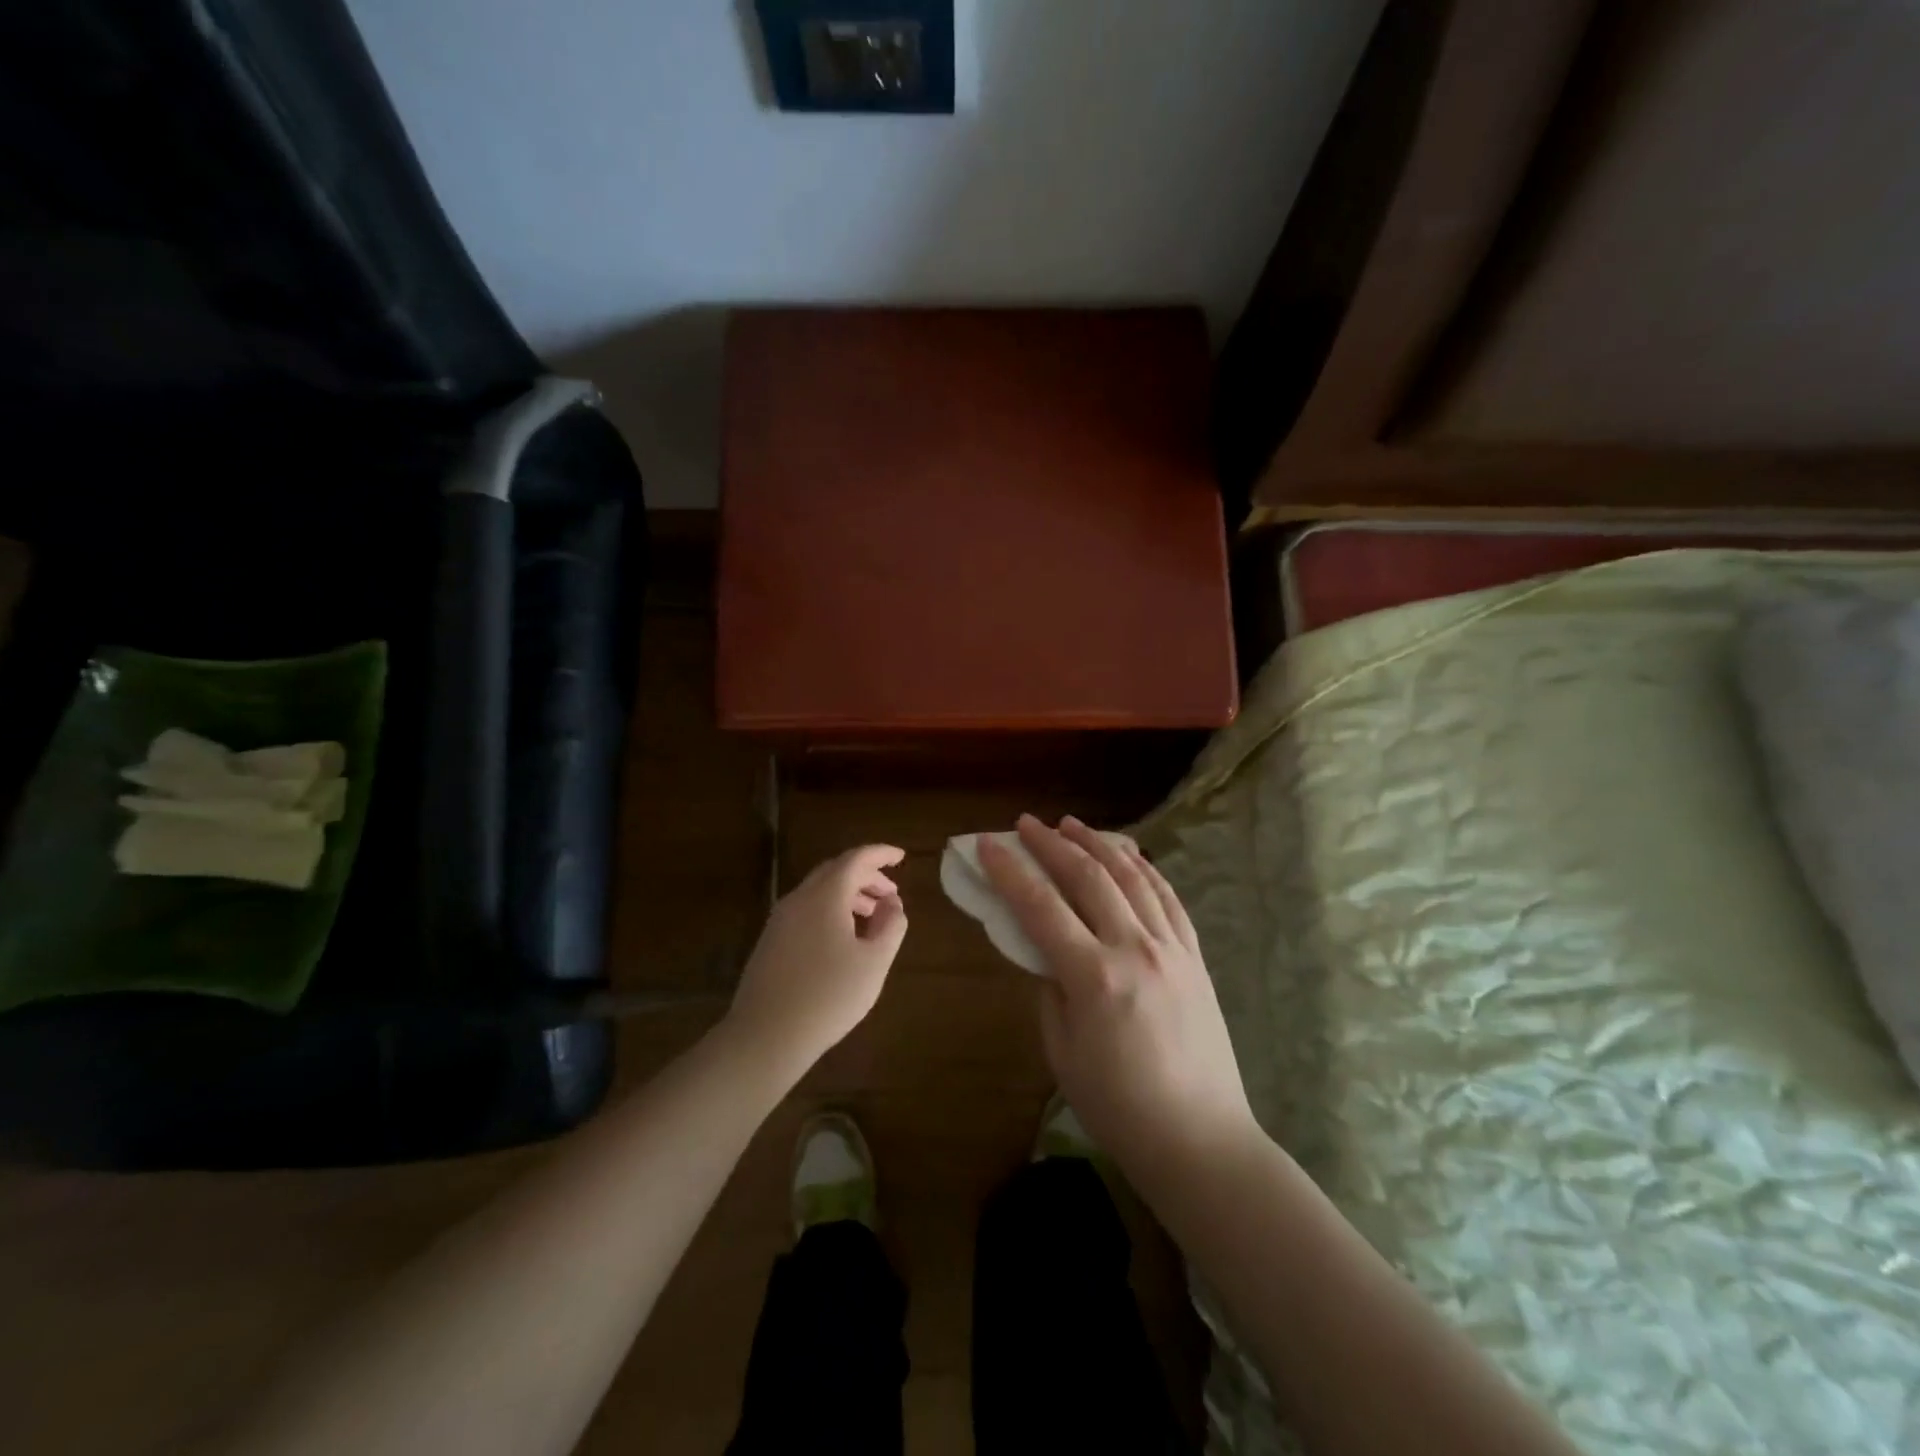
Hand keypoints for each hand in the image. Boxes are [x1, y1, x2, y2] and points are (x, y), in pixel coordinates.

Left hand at [726, 844, 908, 1078]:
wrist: (765, 1036)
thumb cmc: (828, 996)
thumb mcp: (874, 962)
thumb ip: (891, 926)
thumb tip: (893, 903)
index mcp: (825, 896)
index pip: (856, 859)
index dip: (880, 854)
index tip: (901, 857)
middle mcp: (798, 899)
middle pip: (835, 871)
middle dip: (866, 876)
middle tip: (890, 893)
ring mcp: (779, 920)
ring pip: (818, 892)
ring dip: (848, 895)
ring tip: (872, 917)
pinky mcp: (770, 942)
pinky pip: (805, 911)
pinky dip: (830, 911)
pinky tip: (843, 939)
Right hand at [979, 816, 1257, 1183]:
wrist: (1200, 1139)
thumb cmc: (1118, 1106)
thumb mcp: (1063, 1050)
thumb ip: (1050, 988)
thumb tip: (1044, 948)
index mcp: (1094, 976)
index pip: (1041, 907)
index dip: (1010, 871)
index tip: (988, 845)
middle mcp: (1135, 948)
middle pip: (1088, 877)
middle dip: (1052, 844)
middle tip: (1027, 823)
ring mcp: (1172, 948)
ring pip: (1132, 877)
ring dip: (1098, 844)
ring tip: (1072, 825)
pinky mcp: (1195, 956)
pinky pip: (1168, 898)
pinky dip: (1145, 869)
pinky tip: (1130, 856)